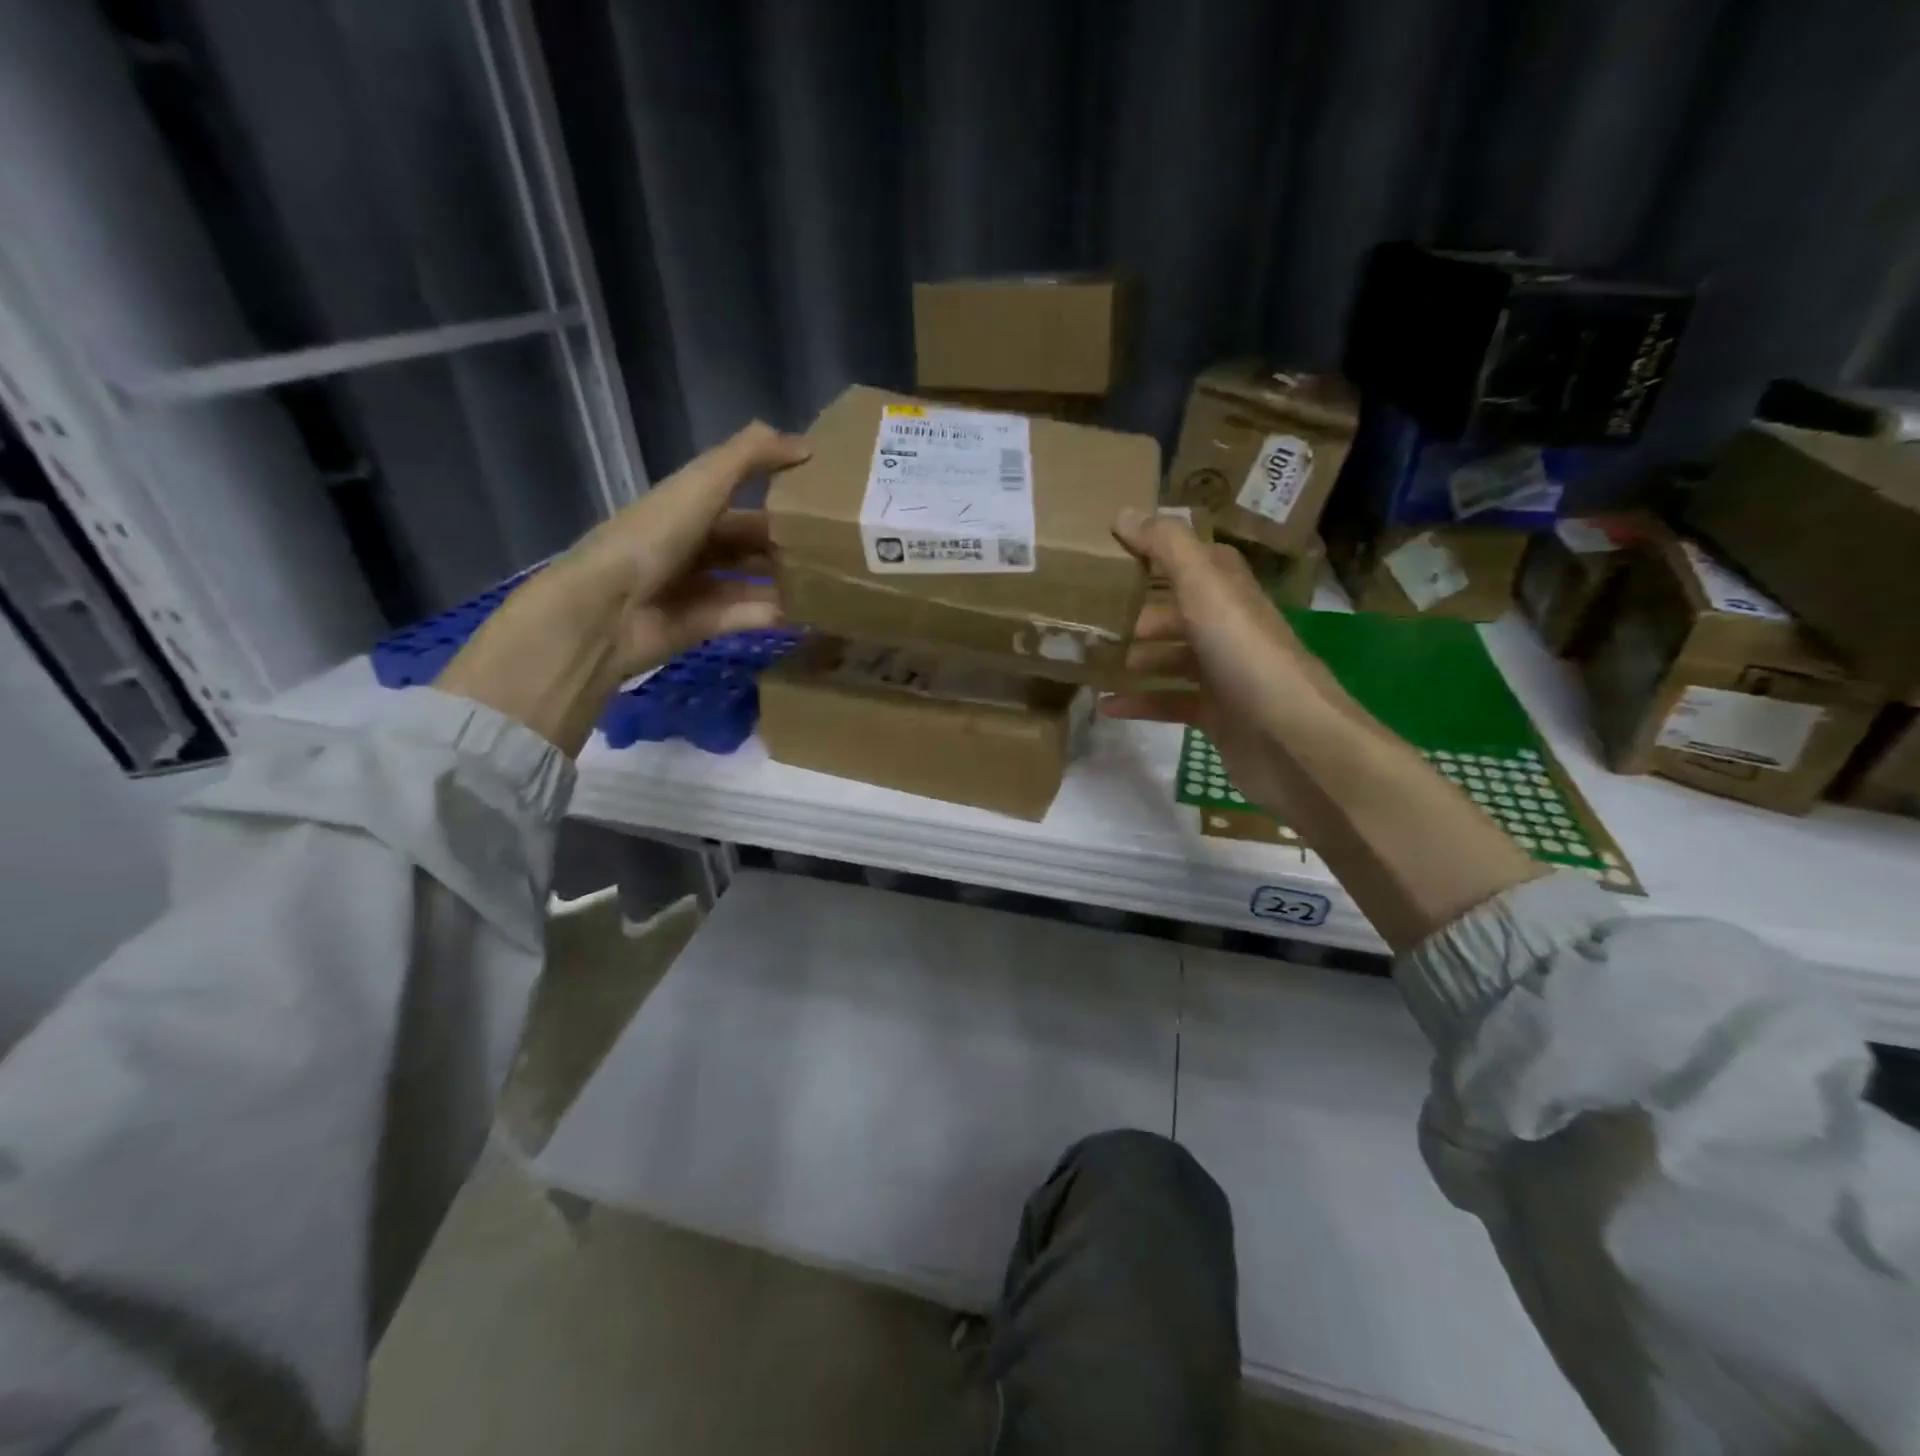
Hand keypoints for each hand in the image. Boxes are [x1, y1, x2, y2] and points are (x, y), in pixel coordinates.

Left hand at [437, 422, 810, 754]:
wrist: (607, 610)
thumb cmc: (653, 538)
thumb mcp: (702, 484)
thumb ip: (750, 457)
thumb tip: (806, 444)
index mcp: (688, 505)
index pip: (741, 494)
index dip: (780, 492)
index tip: (827, 496)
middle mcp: (694, 544)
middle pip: (751, 542)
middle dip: (789, 542)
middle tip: (840, 546)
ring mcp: (699, 587)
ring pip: (754, 580)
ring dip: (788, 580)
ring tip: (836, 580)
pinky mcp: (706, 625)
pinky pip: (750, 615)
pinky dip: (778, 613)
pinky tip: (814, 611)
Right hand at [1106, 508, 1539, 948]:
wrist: (1294, 743)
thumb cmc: (1248, 659)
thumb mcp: (1205, 591)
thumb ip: (1167, 549)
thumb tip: (1124, 514)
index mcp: (1231, 594)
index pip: (1198, 561)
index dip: (1161, 551)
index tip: (1115, 551)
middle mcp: (1230, 630)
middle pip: (1179, 611)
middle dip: (1137, 612)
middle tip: (1090, 617)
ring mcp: (1225, 676)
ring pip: (1172, 658)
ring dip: (1134, 658)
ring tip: (1091, 661)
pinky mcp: (1217, 717)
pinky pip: (1169, 702)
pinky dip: (1140, 702)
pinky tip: (1106, 707)